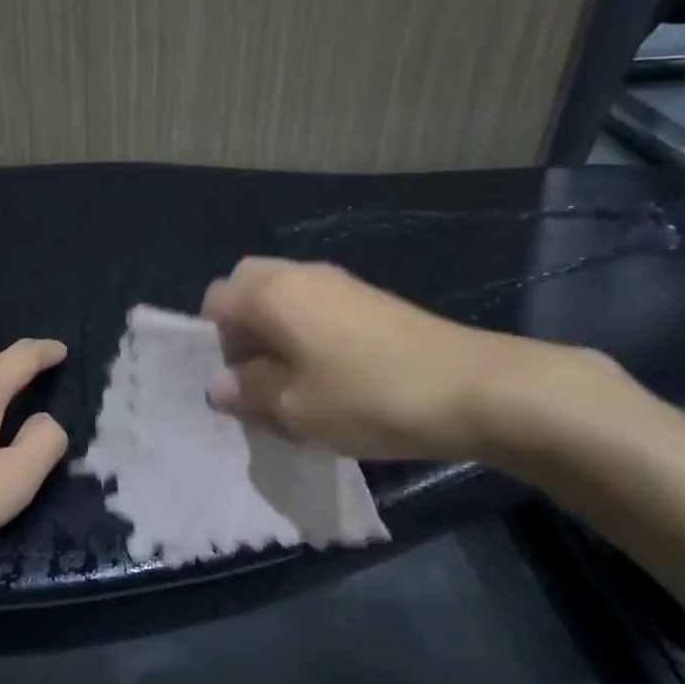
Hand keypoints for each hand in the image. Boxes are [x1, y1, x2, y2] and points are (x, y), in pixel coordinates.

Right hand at [201, 257, 610, 463]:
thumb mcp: (295, 409)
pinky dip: (306, 334)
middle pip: (247, 288)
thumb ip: (247, 392)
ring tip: (292, 385)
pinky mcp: (369, 300)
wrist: (474, 387)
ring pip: (283, 298)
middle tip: (256, 378)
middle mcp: (300, 274)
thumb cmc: (369, 397)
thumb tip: (219, 384)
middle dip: (240, 330)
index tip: (232, 384)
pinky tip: (330, 378)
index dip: (210, 343)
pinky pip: (315, 307)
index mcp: (271, 292)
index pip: (214, 301)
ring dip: (274, 334)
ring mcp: (339, 283)